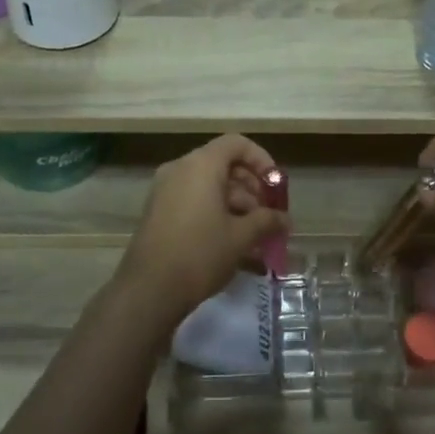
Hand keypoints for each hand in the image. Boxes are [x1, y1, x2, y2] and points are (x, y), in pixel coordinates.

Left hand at [110, 134, 288, 320]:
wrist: (149, 290)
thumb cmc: (200, 253)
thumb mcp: (241, 237)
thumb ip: (267, 221)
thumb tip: (285, 220)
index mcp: (201, 165)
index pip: (236, 144)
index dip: (261, 160)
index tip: (275, 186)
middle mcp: (180, 169)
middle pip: (223, 165)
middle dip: (251, 188)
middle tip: (268, 215)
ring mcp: (165, 190)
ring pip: (209, 185)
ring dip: (236, 205)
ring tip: (256, 236)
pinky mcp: (158, 212)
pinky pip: (194, 200)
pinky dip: (216, 213)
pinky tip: (233, 244)